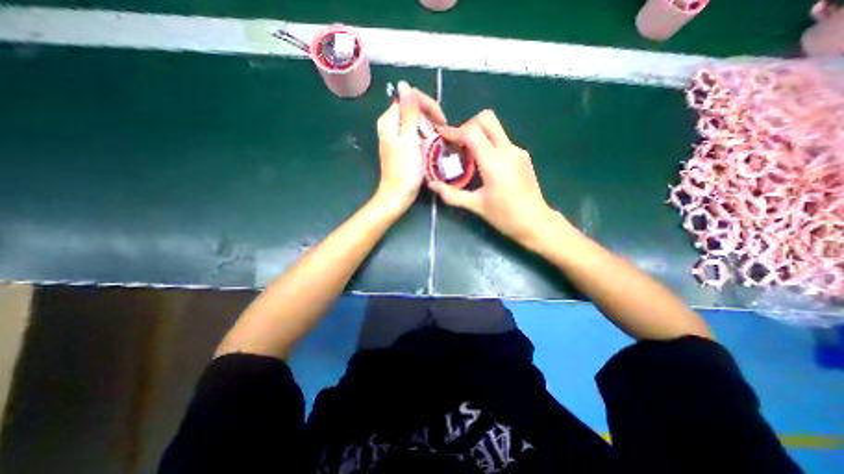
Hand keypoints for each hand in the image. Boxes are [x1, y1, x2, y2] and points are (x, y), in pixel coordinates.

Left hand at [372, 82, 443, 214]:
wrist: (398, 195)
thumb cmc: (404, 170)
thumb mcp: (408, 139)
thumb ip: (408, 112)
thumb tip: (405, 85)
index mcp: (389, 120)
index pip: (409, 99)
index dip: (427, 105)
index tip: (441, 121)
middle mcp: (391, 125)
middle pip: (412, 109)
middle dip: (429, 116)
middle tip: (442, 130)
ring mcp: (396, 137)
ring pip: (415, 122)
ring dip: (429, 126)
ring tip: (439, 138)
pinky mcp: (402, 147)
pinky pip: (415, 134)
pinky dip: (425, 136)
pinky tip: (432, 144)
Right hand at [430, 110, 557, 245]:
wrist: (535, 221)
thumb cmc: (504, 216)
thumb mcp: (475, 205)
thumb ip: (451, 194)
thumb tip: (432, 185)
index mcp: (494, 162)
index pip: (471, 132)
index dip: (454, 131)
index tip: (442, 136)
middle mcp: (507, 150)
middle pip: (486, 119)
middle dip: (467, 125)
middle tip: (457, 144)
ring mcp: (517, 150)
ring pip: (494, 127)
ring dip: (478, 134)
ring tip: (467, 154)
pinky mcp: (522, 155)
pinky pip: (501, 139)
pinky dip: (488, 143)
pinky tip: (482, 163)